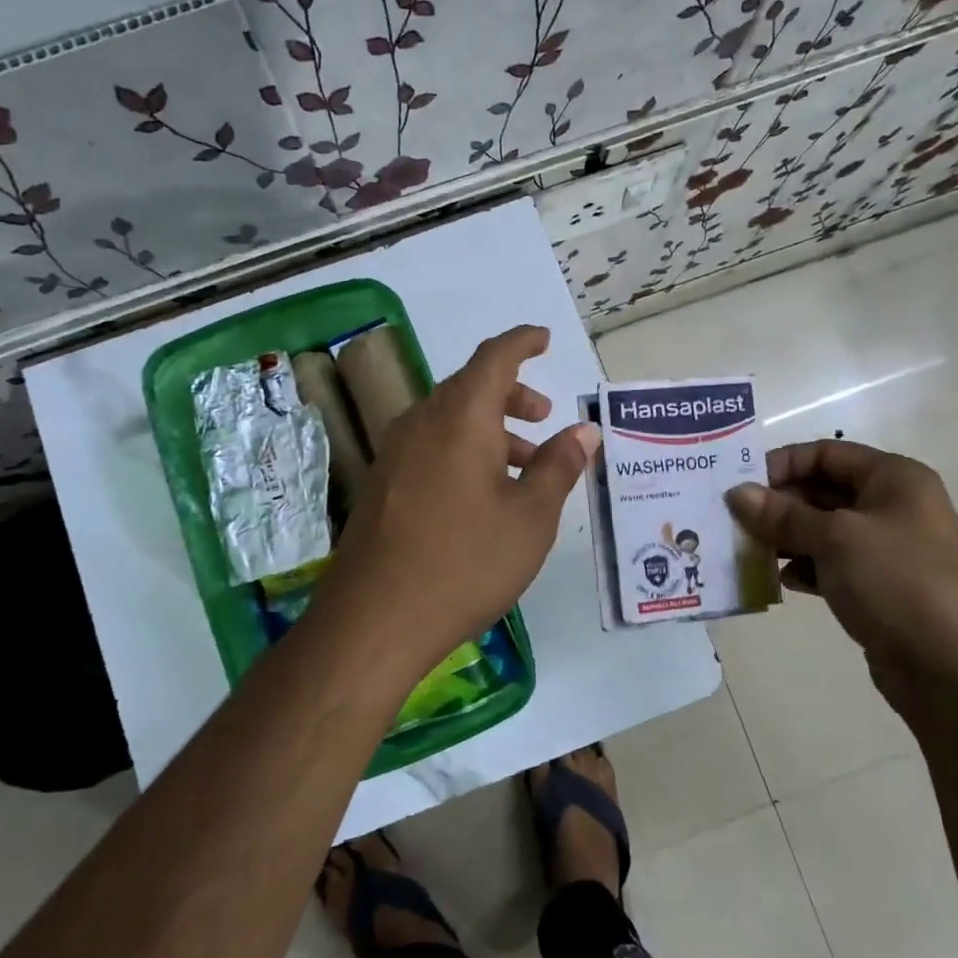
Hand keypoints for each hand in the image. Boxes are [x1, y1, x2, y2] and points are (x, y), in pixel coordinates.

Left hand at [307, 325, 597, 689]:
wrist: (374, 619)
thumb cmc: (465, 562)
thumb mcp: (530, 518)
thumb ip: (558, 467)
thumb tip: (583, 431)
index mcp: (460, 417)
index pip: (493, 357)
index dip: (522, 343)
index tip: (543, 339)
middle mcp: (421, 423)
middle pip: (469, 388)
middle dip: (511, 395)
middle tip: (543, 417)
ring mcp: (394, 455)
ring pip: (448, 421)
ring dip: (489, 429)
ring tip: (523, 465)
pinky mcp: (380, 486)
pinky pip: (429, 448)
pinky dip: (462, 452)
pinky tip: (480, 494)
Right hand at [727, 440, 957, 707]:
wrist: (952, 668)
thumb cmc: (897, 582)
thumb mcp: (835, 539)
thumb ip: (782, 515)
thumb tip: (736, 493)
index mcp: (894, 478)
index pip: (826, 453)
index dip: (782, 463)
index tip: (741, 485)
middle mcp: (892, 506)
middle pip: (821, 490)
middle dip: (777, 504)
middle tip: (733, 520)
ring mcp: (886, 548)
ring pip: (822, 530)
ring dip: (784, 538)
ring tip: (747, 551)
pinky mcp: (877, 586)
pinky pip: (829, 564)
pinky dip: (803, 567)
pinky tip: (779, 580)